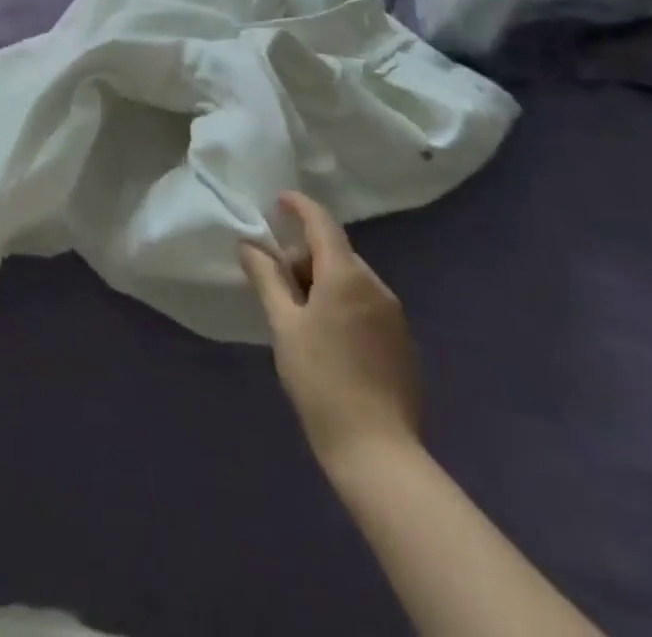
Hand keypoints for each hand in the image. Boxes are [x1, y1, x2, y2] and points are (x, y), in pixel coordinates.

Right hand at [239, 191, 421, 473]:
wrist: (377, 451)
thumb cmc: (321, 379)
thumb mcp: (283, 324)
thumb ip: (266, 278)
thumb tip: (249, 245)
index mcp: (347, 276)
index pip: (322, 223)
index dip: (299, 206)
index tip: (278, 200)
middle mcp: (377, 287)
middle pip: (335, 253)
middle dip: (304, 257)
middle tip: (276, 283)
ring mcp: (394, 316)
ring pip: (351, 279)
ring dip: (322, 281)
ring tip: (297, 315)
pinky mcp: (402, 342)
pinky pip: (366, 304)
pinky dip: (341, 302)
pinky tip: (326, 336)